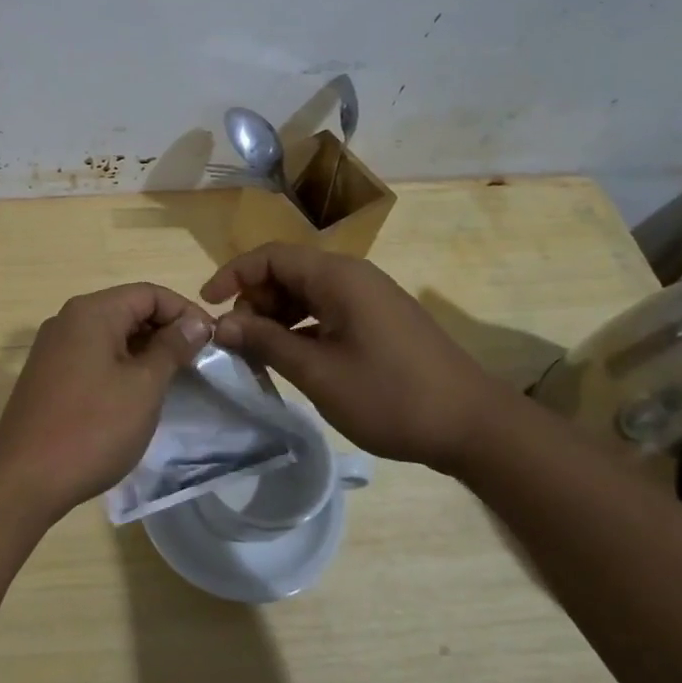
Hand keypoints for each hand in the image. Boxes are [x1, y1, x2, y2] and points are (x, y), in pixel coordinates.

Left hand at [0, 284, 212, 523]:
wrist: (25, 478)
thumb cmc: (92, 427)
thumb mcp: (143, 386)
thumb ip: (172, 348)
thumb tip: (194, 322)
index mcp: (91, 312)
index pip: (148, 293)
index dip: (184, 311)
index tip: (212, 341)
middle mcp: (68, 320)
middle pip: (128, 309)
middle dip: (165, 330)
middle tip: (196, 363)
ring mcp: (53, 348)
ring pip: (110, 334)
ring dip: (144, 350)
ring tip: (173, 380)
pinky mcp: (48, 374)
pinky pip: (93, 355)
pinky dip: (120, 365)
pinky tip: (136, 394)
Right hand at [201, 243, 517, 472]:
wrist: (474, 427)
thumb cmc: (390, 396)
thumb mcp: (318, 372)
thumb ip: (265, 342)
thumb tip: (221, 324)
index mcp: (338, 277)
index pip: (271, 256)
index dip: (233, 275)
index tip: (207, 305)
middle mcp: (353, 276)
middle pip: (287, 271)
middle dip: (254, 300)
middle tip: (238, 342)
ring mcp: (370, 298)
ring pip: (306, 293)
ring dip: (276, 316)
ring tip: (260, 354)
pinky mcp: (380, 320)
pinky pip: (327, 310)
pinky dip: (301, 327)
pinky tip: (294, 358)